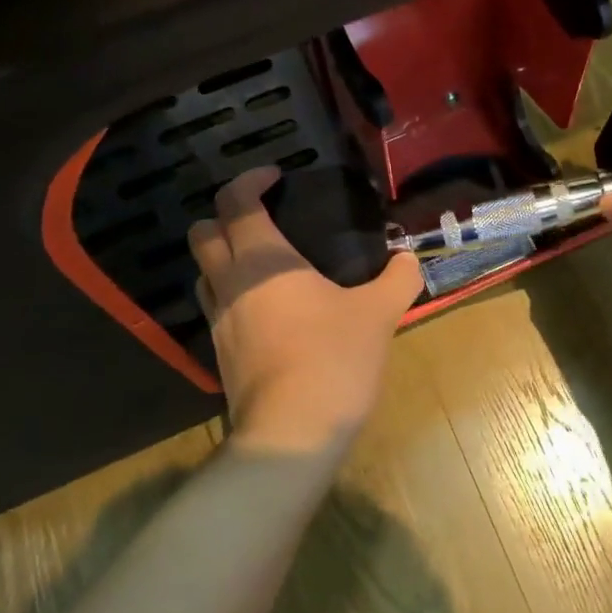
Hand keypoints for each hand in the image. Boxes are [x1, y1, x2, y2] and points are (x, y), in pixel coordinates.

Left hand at [189, 166, 424, 455]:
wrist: (292, 434)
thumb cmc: (333, 359)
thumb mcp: (378, 314)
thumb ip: (398, 280)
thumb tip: (409, 259)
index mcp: (262, 260)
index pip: (235, 201)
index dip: (250, 180)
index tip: (276, 177)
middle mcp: (229, 282)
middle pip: (202, 232)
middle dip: (224, 216)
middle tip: (262, 220)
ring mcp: (218, 320)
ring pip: (202, 273)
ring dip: (222, 258)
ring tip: (263, 266)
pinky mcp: (219, 354)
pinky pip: (215, 309)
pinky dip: (232, 297)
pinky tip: (267, 312)